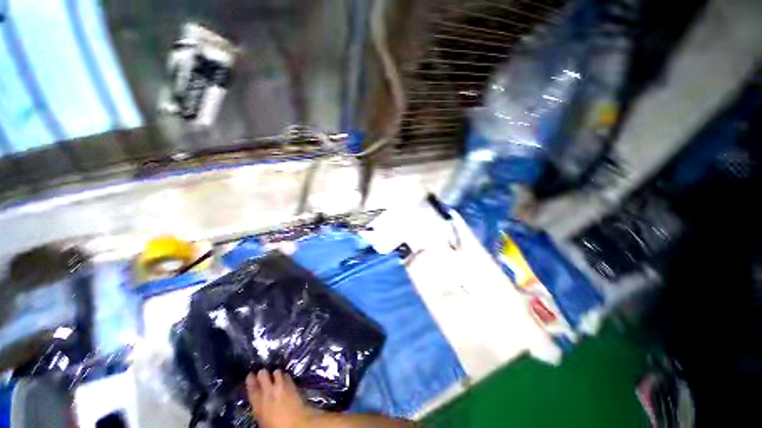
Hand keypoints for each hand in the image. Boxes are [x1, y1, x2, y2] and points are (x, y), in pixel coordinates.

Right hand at [246, 369, 319, 427]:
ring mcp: (281, 386)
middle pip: (263, 375)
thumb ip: (260, 408)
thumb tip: (259, 403)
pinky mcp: (292, 383)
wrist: (297, 423)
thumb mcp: (263, 420)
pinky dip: (284, 376)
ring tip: (275, 375)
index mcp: (259, 404)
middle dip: (263, 373)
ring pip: (276, 372)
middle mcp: (269, 392)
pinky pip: (286, 375)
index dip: (250, 380)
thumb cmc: (278, 426)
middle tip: (263, 373)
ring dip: (275, 373)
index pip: (252, 388)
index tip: (250, 375)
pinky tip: (285, 379)